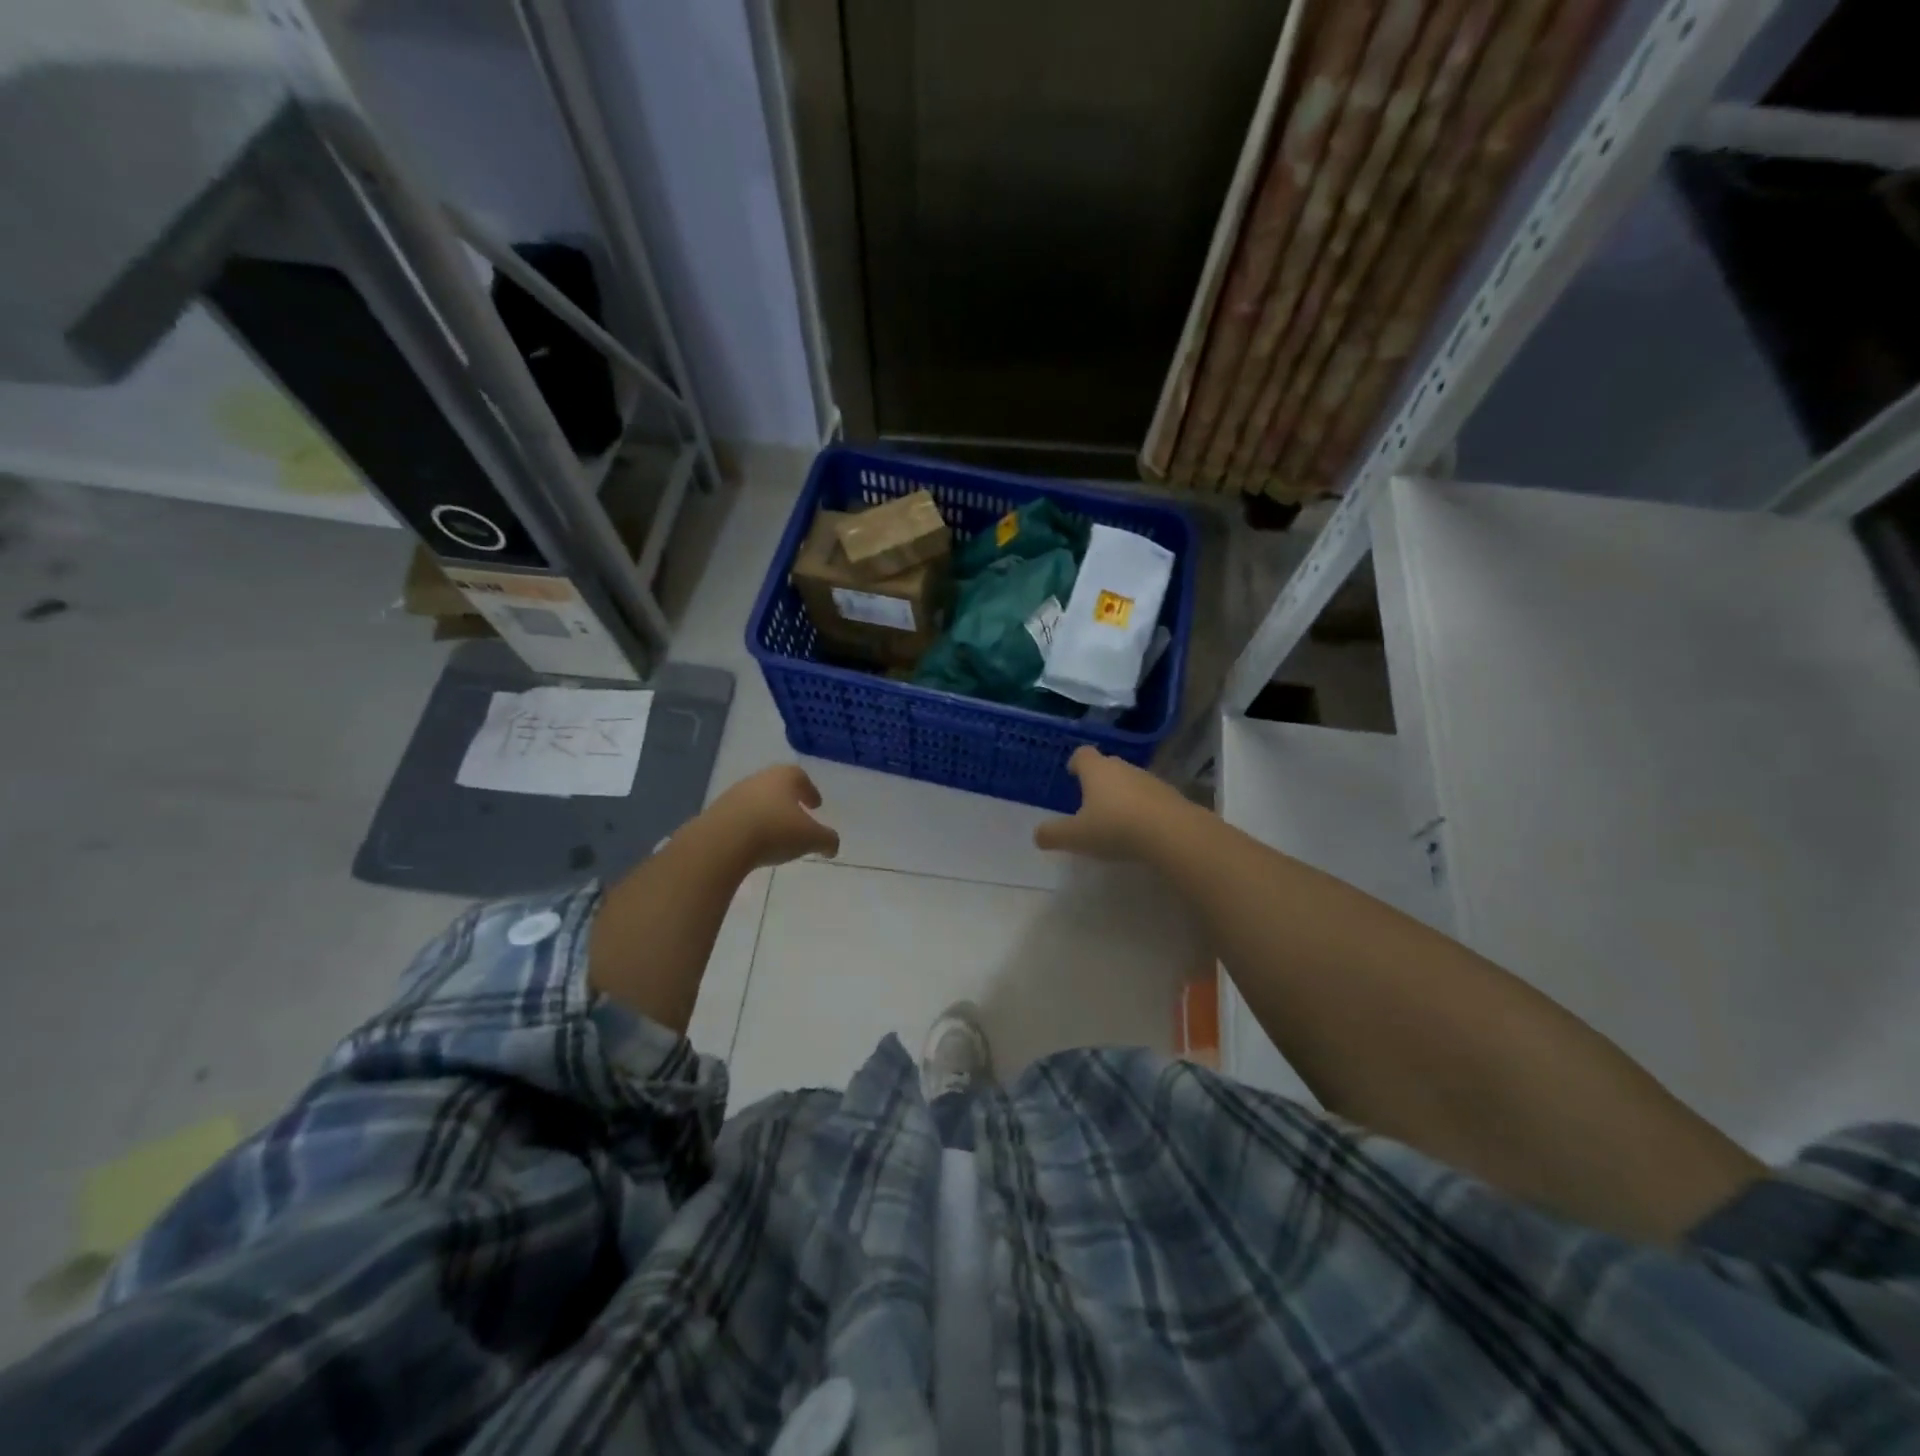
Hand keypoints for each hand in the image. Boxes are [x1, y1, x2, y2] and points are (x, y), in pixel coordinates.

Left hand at [701, 764, 839, 869]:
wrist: (722, 842)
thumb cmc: (775, 831)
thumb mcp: (811, 838)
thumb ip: (827, 840)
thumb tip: (832, 846)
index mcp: (783, 777)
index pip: (800, 776)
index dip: (810, 790)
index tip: (815, 805)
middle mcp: (758, 780)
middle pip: (776, 786)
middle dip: (788, 801)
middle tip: (797, 818)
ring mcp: (733, 795)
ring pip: (757, 801)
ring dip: (767, 814)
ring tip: (775, 834)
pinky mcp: (716, 814)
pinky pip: (739, 818)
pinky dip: (749, 827)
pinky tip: (754, 844)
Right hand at [1034, 747, 1191, 861]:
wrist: (1173, 833)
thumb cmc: (1116, 827)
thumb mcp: (1076, 836)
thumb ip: (1053, 834)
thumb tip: (1037, 835)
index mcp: (1097, 770)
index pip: (1082, 754)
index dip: (1076, 762)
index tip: (1072, 773)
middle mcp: (1123, 767)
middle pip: (1107, 765)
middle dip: (1098, 779)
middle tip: (1089, 800)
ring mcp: (1149, 779)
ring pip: (1129, 781)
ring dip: (1121, 794)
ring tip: (1114, 818)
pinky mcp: (1170, 796)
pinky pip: (1149, 797)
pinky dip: (1141, 807)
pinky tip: (1140, 829)